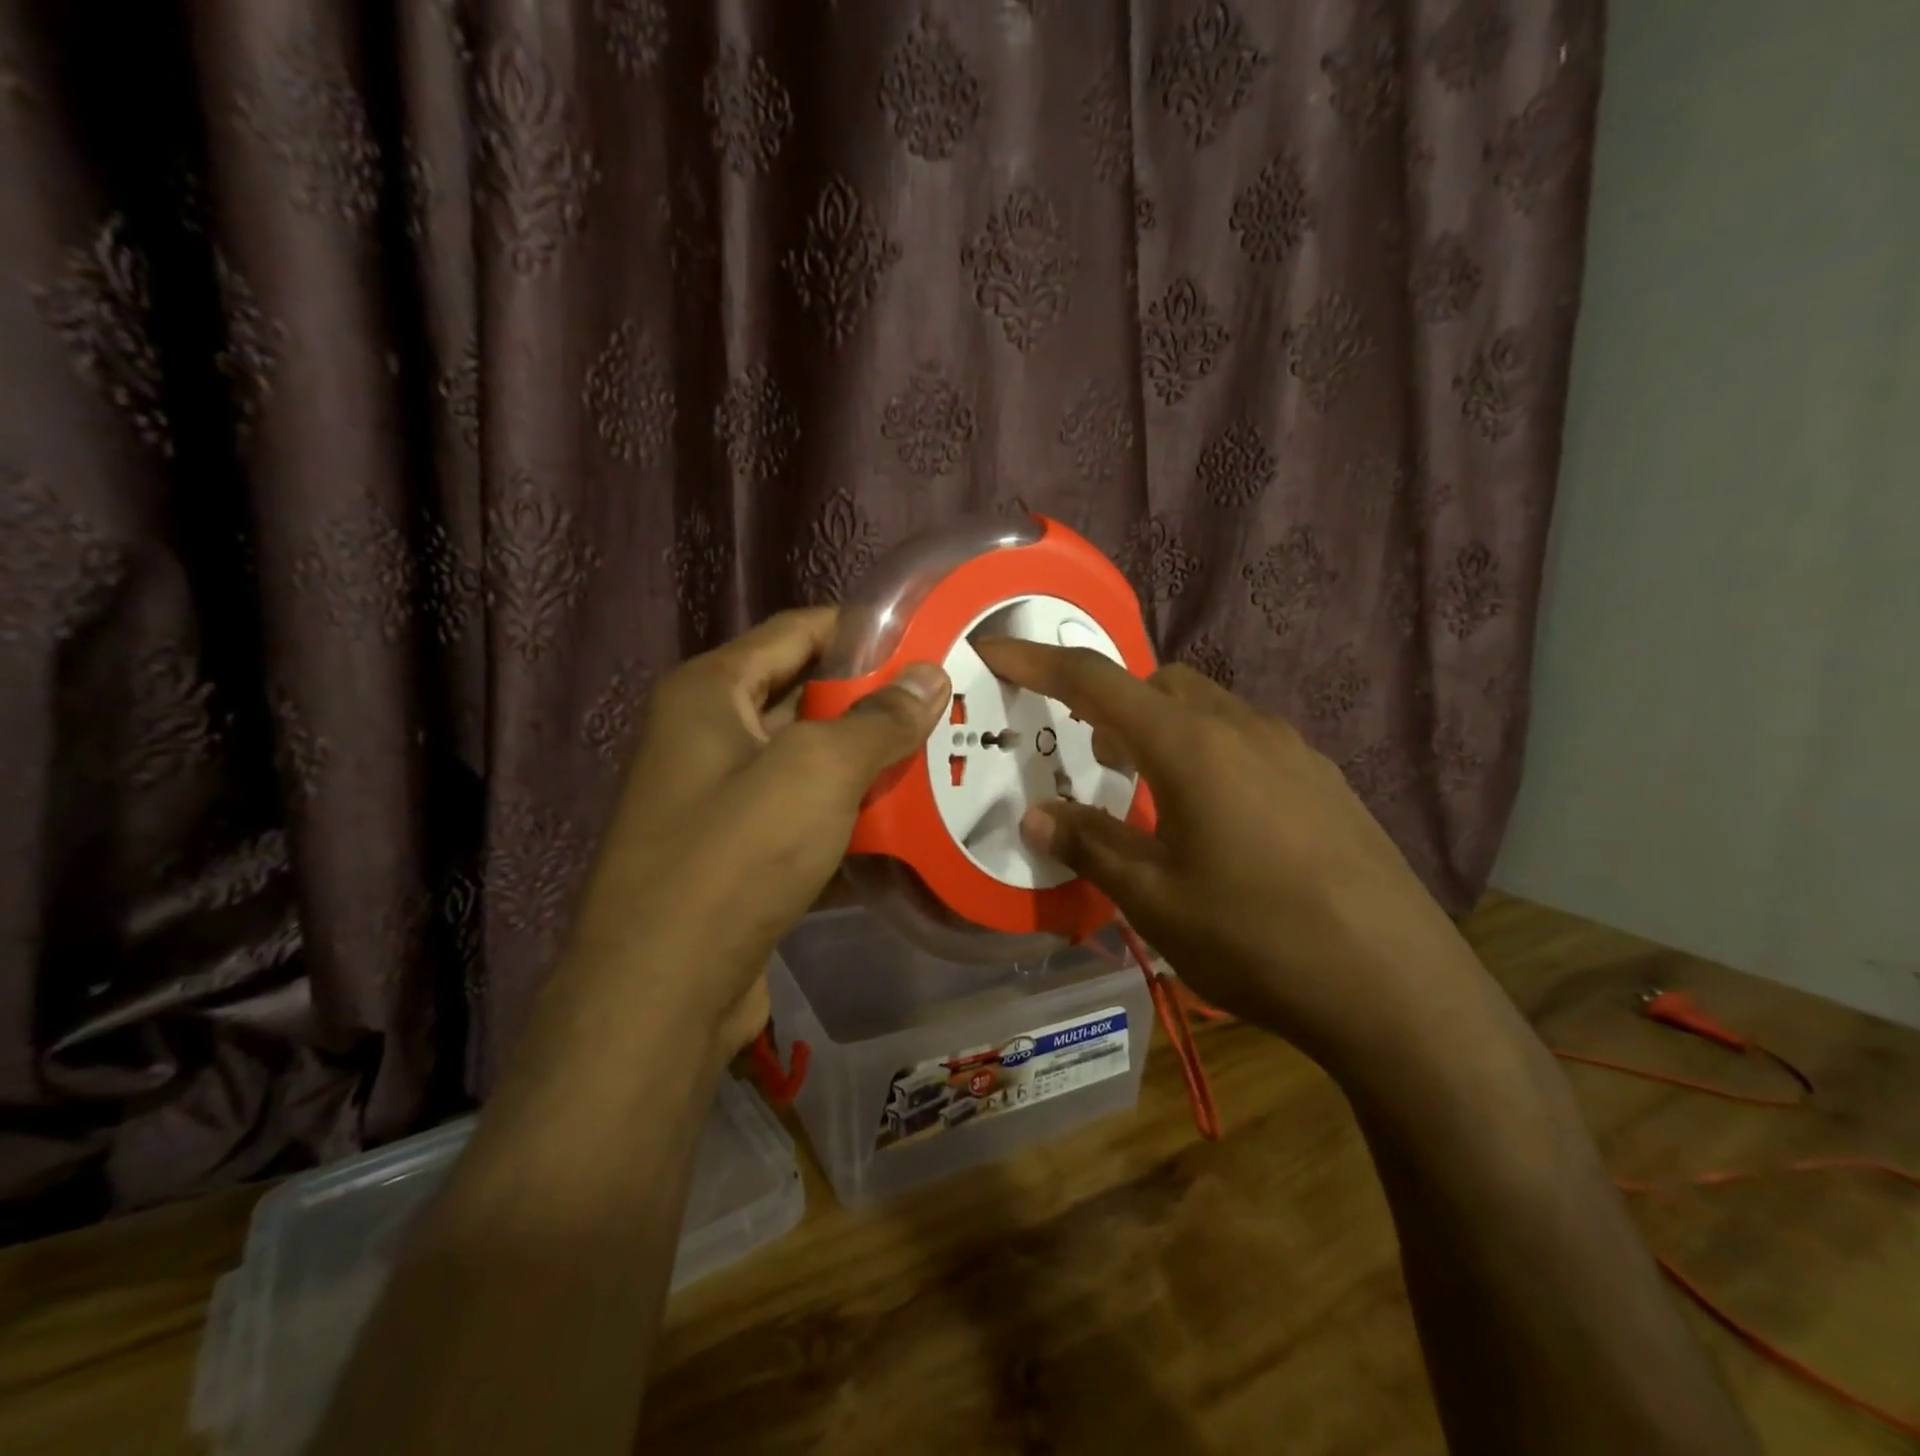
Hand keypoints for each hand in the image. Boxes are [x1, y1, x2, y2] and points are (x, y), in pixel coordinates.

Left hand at [563, 609, 950, 1066]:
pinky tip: (903, 827)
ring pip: (807, 762)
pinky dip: (846, 817)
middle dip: (873, 702)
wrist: (662, 992)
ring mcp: (717, 799)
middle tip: (945, 706)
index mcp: (709, 692)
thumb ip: (879, 719)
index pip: (796, 631)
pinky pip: (801, 816)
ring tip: (939, 759)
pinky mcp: (735, 854)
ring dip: (866, 764)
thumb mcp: (818, 771)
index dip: (861, 629)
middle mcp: (705, 735)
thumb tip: (931, 675)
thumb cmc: (736, 854)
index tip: (927, 639)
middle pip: (803, 696)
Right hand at [974, 640, 1482, 1071]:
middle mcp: (1242, 728)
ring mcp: (1293, 752)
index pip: (1096, 681)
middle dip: (1111, 701)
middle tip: (1089, 753)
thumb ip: (1089, 845)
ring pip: (1207, 710)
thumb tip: (1037, 815)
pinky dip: (1207, 753)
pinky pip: (1247, 742)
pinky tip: (1215, 819)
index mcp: (1190, 745)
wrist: (1397, 988)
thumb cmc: (1256, 936)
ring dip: (1161, 729)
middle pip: (1159, 683)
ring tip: (1145, 788)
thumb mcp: (1153, 899)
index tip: (994, 649)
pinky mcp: (1325, 782)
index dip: (1037, 660)